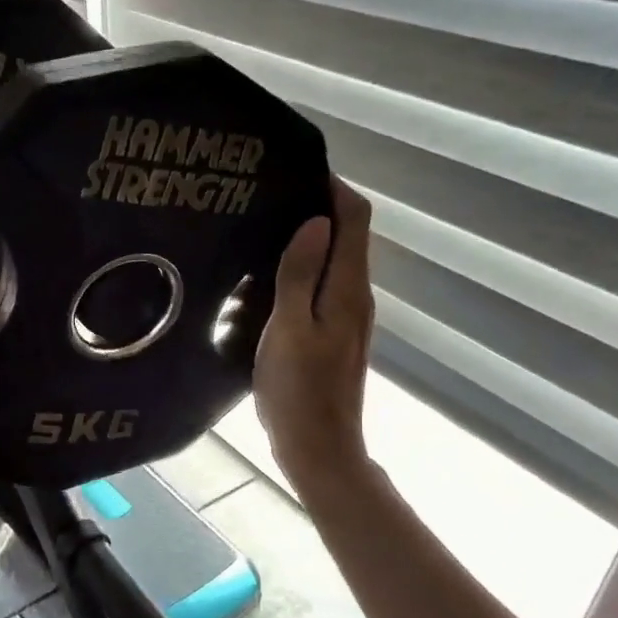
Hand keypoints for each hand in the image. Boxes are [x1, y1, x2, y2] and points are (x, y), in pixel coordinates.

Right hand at [254, 179, 375, 491]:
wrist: (318, 448)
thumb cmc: (298, 390)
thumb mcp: (290, 329)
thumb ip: (300, 275)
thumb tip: (315, 221)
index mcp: (348, 289)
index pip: (354, 219)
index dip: (333, 188)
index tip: (296, 169)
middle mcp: (356, 296)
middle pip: (347, 236)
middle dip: (316, 208)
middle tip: (268, 196)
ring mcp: (346, 317)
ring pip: (332, 261)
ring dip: (306, 239)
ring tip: (261, 228)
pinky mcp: (332, 334)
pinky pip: (320, 286)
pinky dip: (300, 270)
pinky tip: (266, 277)